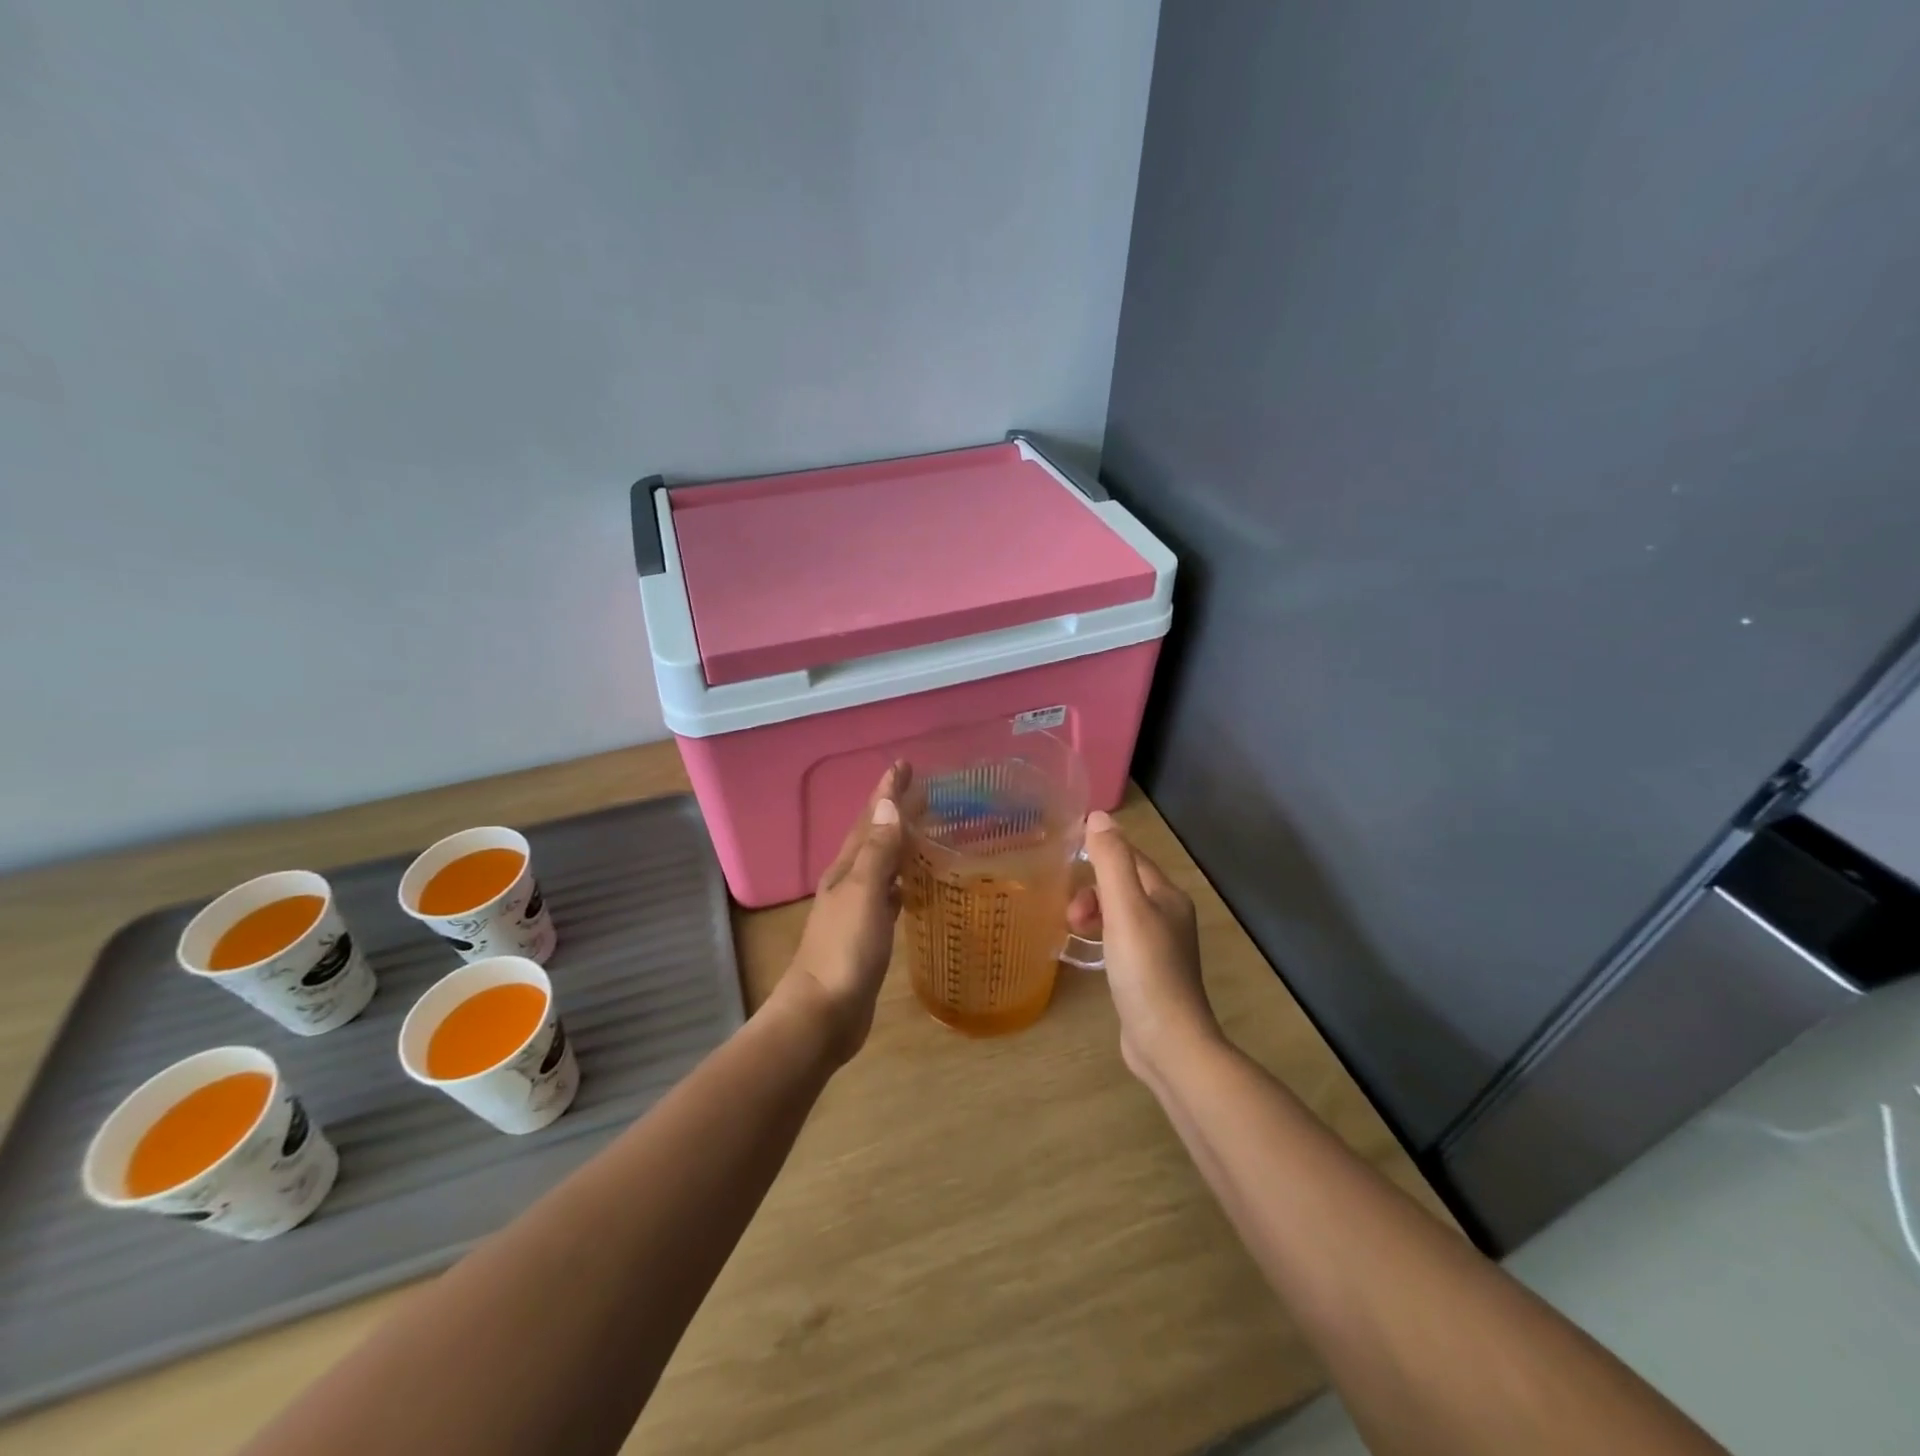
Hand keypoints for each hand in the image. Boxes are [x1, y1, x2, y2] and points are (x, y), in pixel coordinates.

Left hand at [780, 763, 908, 1063]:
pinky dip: (902, 881)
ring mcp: (857, 909)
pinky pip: (888, 895)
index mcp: (846, 868)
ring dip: (899, 844)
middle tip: (923, 789)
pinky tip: (913, 885)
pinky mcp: (867, 934)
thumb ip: (877, 852)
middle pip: (874, 837)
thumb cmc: (845, 950)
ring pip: (881, 864)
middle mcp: (849, 882)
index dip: (887, 791)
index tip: (904, 763)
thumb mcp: (863, 894)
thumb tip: (888, 805)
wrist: (823, 1014)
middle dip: (895, 811)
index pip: (870, 819)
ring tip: (923, 829)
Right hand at [1069, 810, 1221, 1082]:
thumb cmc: (1145, 969)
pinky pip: (1120, 939)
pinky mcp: (1149, 974)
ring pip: (1119, 913)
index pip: (1130, 858)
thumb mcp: (1124, 909)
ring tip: (1073, 933)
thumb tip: (1098, 816)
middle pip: (1123, 885)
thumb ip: (1111, 861)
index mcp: (1168, 896)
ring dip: (1093, 913)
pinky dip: (1101, 937)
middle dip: (1092, 891)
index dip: (1099, 856)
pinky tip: (1089, 953)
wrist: (1168, 1042)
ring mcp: (1161, 948)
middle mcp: (1169, 916)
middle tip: (1071, 915)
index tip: (1066, 866)